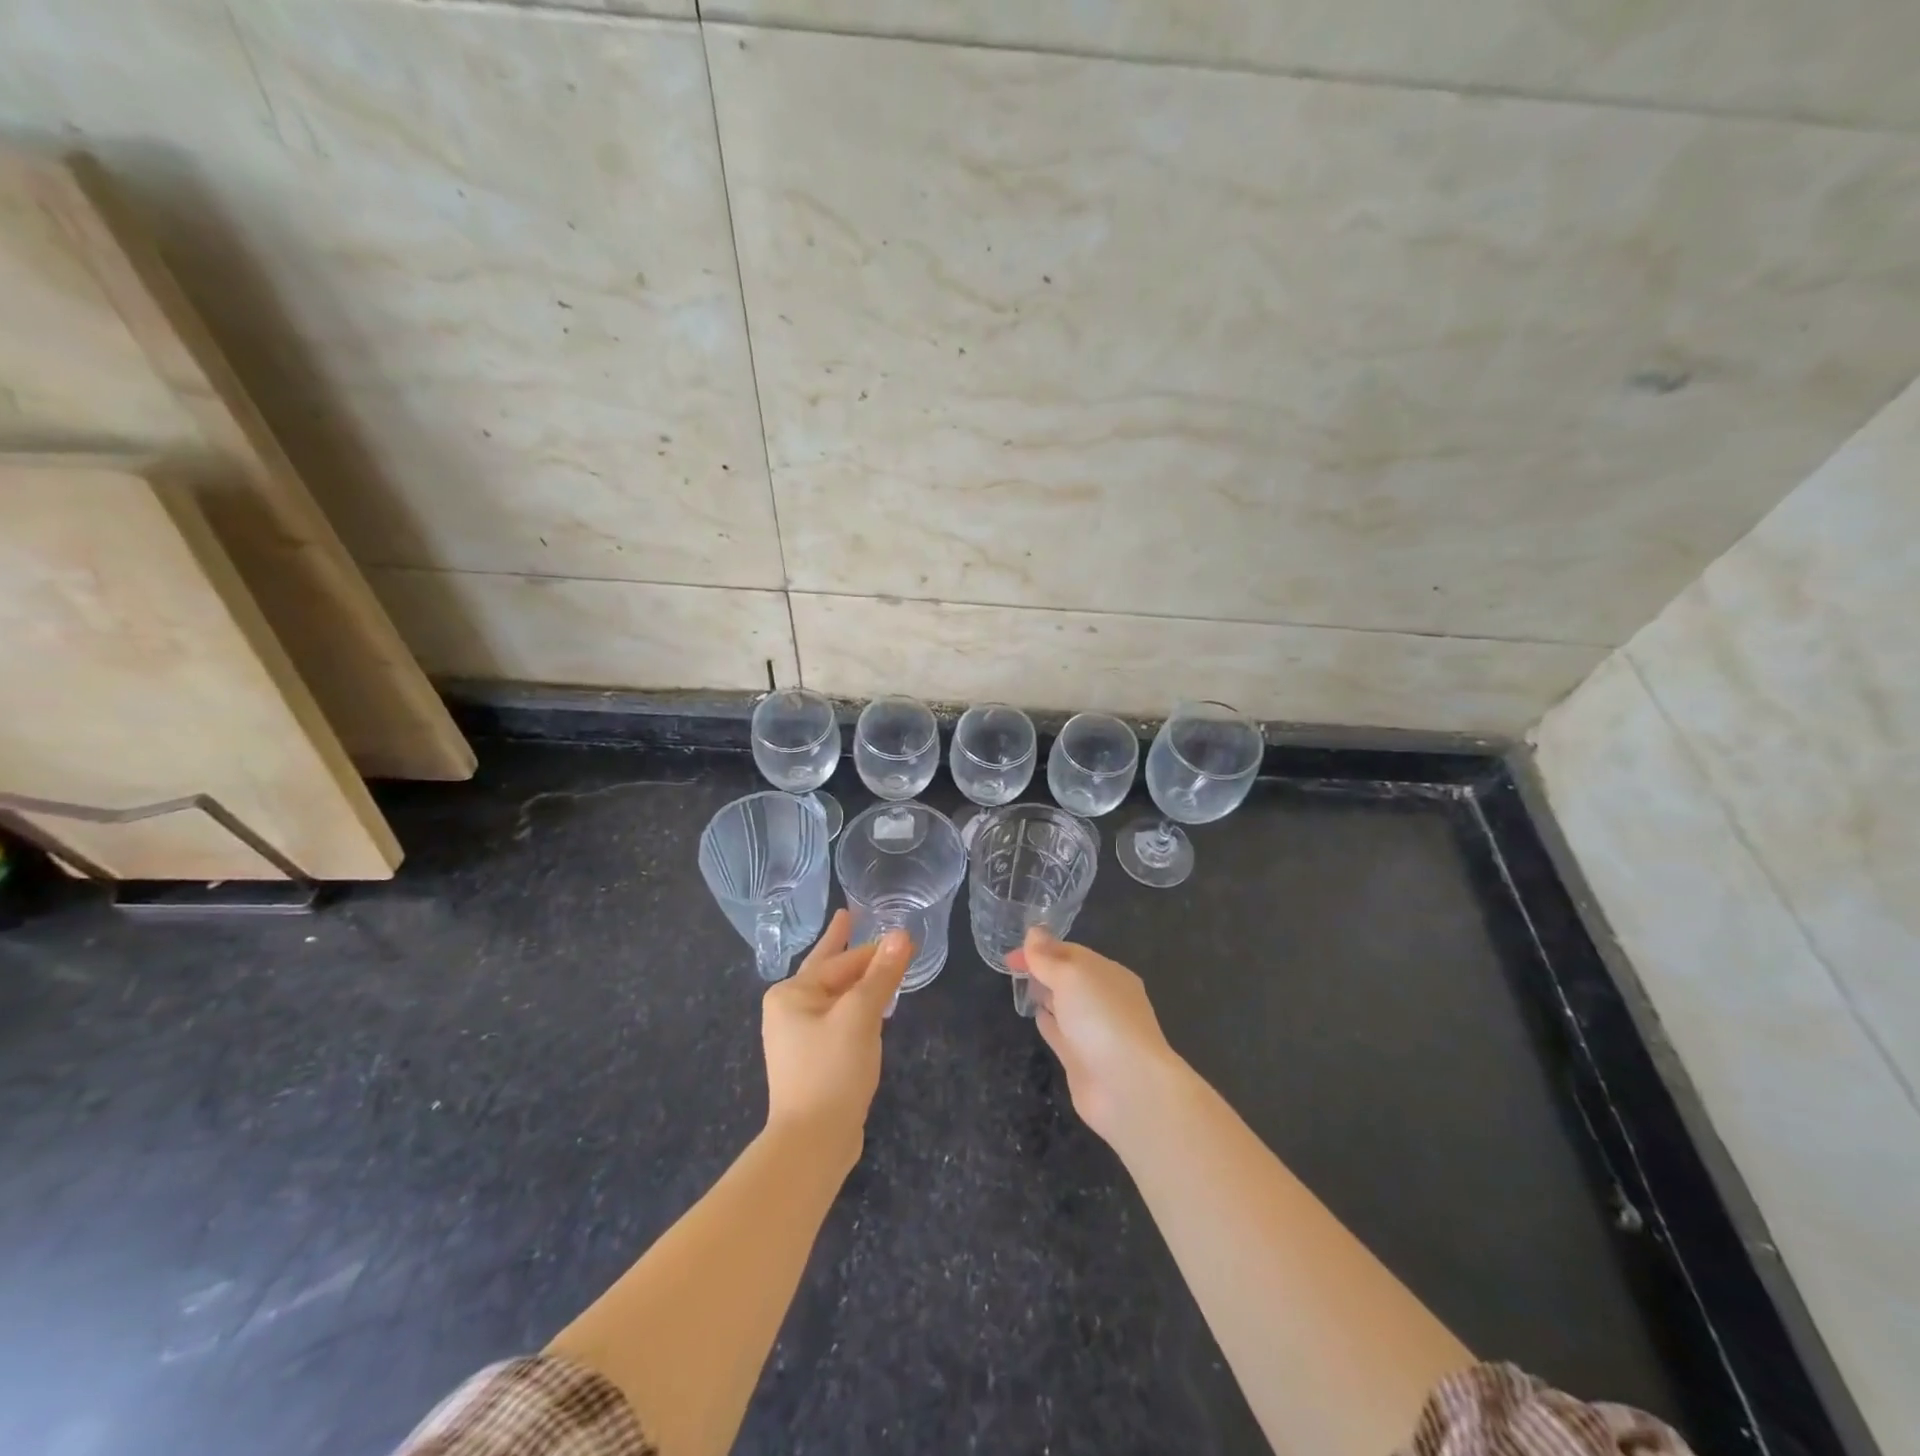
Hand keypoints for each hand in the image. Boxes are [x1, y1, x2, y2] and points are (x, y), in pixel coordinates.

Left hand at [761, 909, 911, 1162]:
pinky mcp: (812, 1059)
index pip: (841, 961)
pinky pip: (837, 1019)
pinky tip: (870, 1007)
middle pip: (827, 970)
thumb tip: (901, 934)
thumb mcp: (861, 1015)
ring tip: (870, 959)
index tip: (901, 936)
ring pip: (834, 996)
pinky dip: (854, 1006)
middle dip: (845, 948)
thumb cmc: (832, 1069)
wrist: (812, 1142)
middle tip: (849, 916)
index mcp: (791, 994)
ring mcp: (798, 1037)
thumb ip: (881, 974)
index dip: (874, 948)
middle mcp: (788, 1010)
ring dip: (855, 980)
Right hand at [1009, 928, 1185, 1142]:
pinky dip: (1048, 1022)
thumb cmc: (1101, 1018)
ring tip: (1021, 986)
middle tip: (1011, 966)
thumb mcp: (1072, 976)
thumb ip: (1048, 957)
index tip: (1011, 954)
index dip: (1041, 949)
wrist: (1127, 1086)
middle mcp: (1104, 1000)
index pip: (1071, 953)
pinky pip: (1061, 1033)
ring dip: (1045, 994)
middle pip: (1069, 978)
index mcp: (1109, 974)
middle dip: (1043, 969)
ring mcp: (1094, 1031)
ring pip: (1065, 1005)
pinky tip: (1035, 1016)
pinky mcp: (1082, 1059)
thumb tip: (1034, 932)